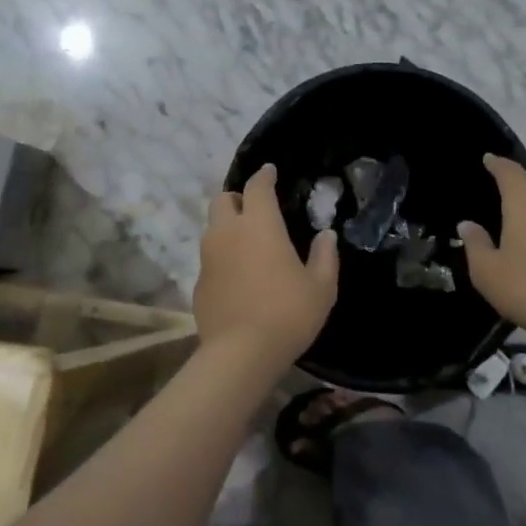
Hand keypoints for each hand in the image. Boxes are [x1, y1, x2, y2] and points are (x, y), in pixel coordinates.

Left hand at [195, 165, 339, 369]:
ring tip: (248, 244)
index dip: (264, 176)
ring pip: (212, 228)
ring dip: (228, 227)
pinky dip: (222, 258)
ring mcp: (208, 257)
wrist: (240, 354)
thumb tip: (326, 235)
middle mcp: (228, 232)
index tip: (270, 171)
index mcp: (259, 225)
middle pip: (222, 199)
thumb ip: (325, 256)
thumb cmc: (287, 313)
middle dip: (238, 198)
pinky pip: (210, 259)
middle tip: (255, 210)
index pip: (257, 187)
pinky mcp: (199, 283)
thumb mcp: (321, 287)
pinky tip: (238, 277)